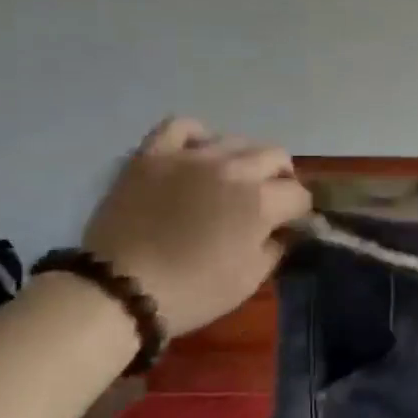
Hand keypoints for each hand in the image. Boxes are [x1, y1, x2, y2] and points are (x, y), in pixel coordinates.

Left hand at [82, 118, 312, 336]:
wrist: (119, 291)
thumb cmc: (193, 291)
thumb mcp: (249, 280)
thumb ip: (276, 247)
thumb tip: (283, 230)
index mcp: (261, 202)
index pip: (298, 194)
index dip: (297, 212)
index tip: (288, 226)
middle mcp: (233, 169)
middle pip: (275, 156)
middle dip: (279, 179)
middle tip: (266, 201)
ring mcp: (191, 156)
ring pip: (235, 140)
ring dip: (244, 160)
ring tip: (231, 180)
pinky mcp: (154, 154)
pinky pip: (182, 126)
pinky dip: (197, 136)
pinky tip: (197, 155)